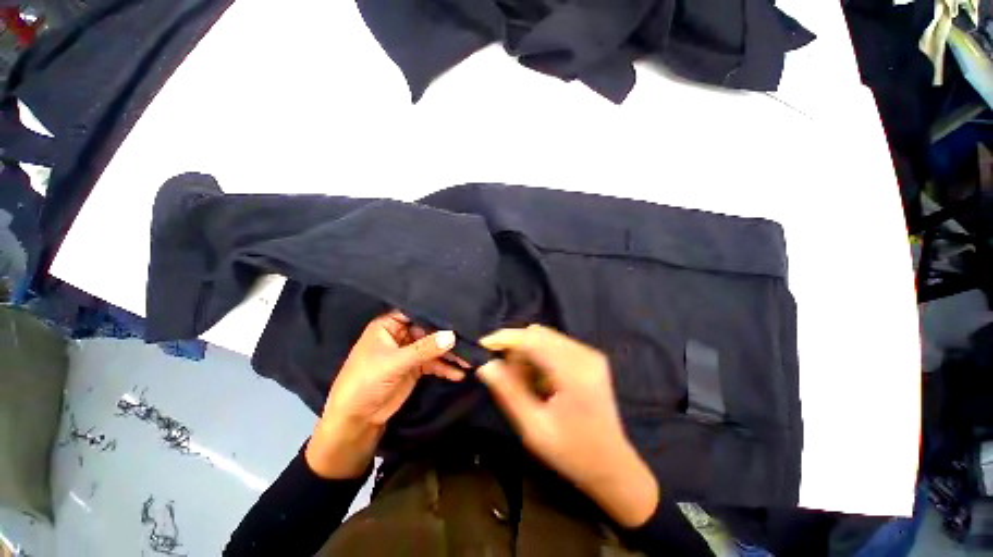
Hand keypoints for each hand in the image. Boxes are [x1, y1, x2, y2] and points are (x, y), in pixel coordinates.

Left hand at [306, 311, 463, 478]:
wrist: (357, 420)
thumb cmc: (366, 382)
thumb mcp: (394, 363)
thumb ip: (424, 349)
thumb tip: (452, 336)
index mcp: (388, 326)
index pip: (415, 313)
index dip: (435, 313)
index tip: (458, 312)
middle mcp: (400, 335)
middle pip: (428, 330)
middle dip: (447, 336)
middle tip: (470, 338)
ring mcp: (409, 352)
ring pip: (434, 348)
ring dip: (450, 354)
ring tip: (470, 359)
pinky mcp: (415, 368)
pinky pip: (434, 363)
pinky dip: (446, 368)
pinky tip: (459, 373)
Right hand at [477, 325, 658, 527]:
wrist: (612, 465)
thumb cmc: (572, 452)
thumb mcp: (534, 428)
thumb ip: (508, 393)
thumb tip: (486, 366)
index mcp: (574, 373)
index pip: (533, 339)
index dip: (506, 338)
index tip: (484, 344)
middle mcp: (585, 355)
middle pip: (540, 335)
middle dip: (517, 349)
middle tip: (506, 375)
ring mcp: (591, 354)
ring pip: (546, 338)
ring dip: (528, 353)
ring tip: (524, 382)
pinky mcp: (591, 357)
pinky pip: (556, 345)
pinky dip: (540, 357)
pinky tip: (540, 380)